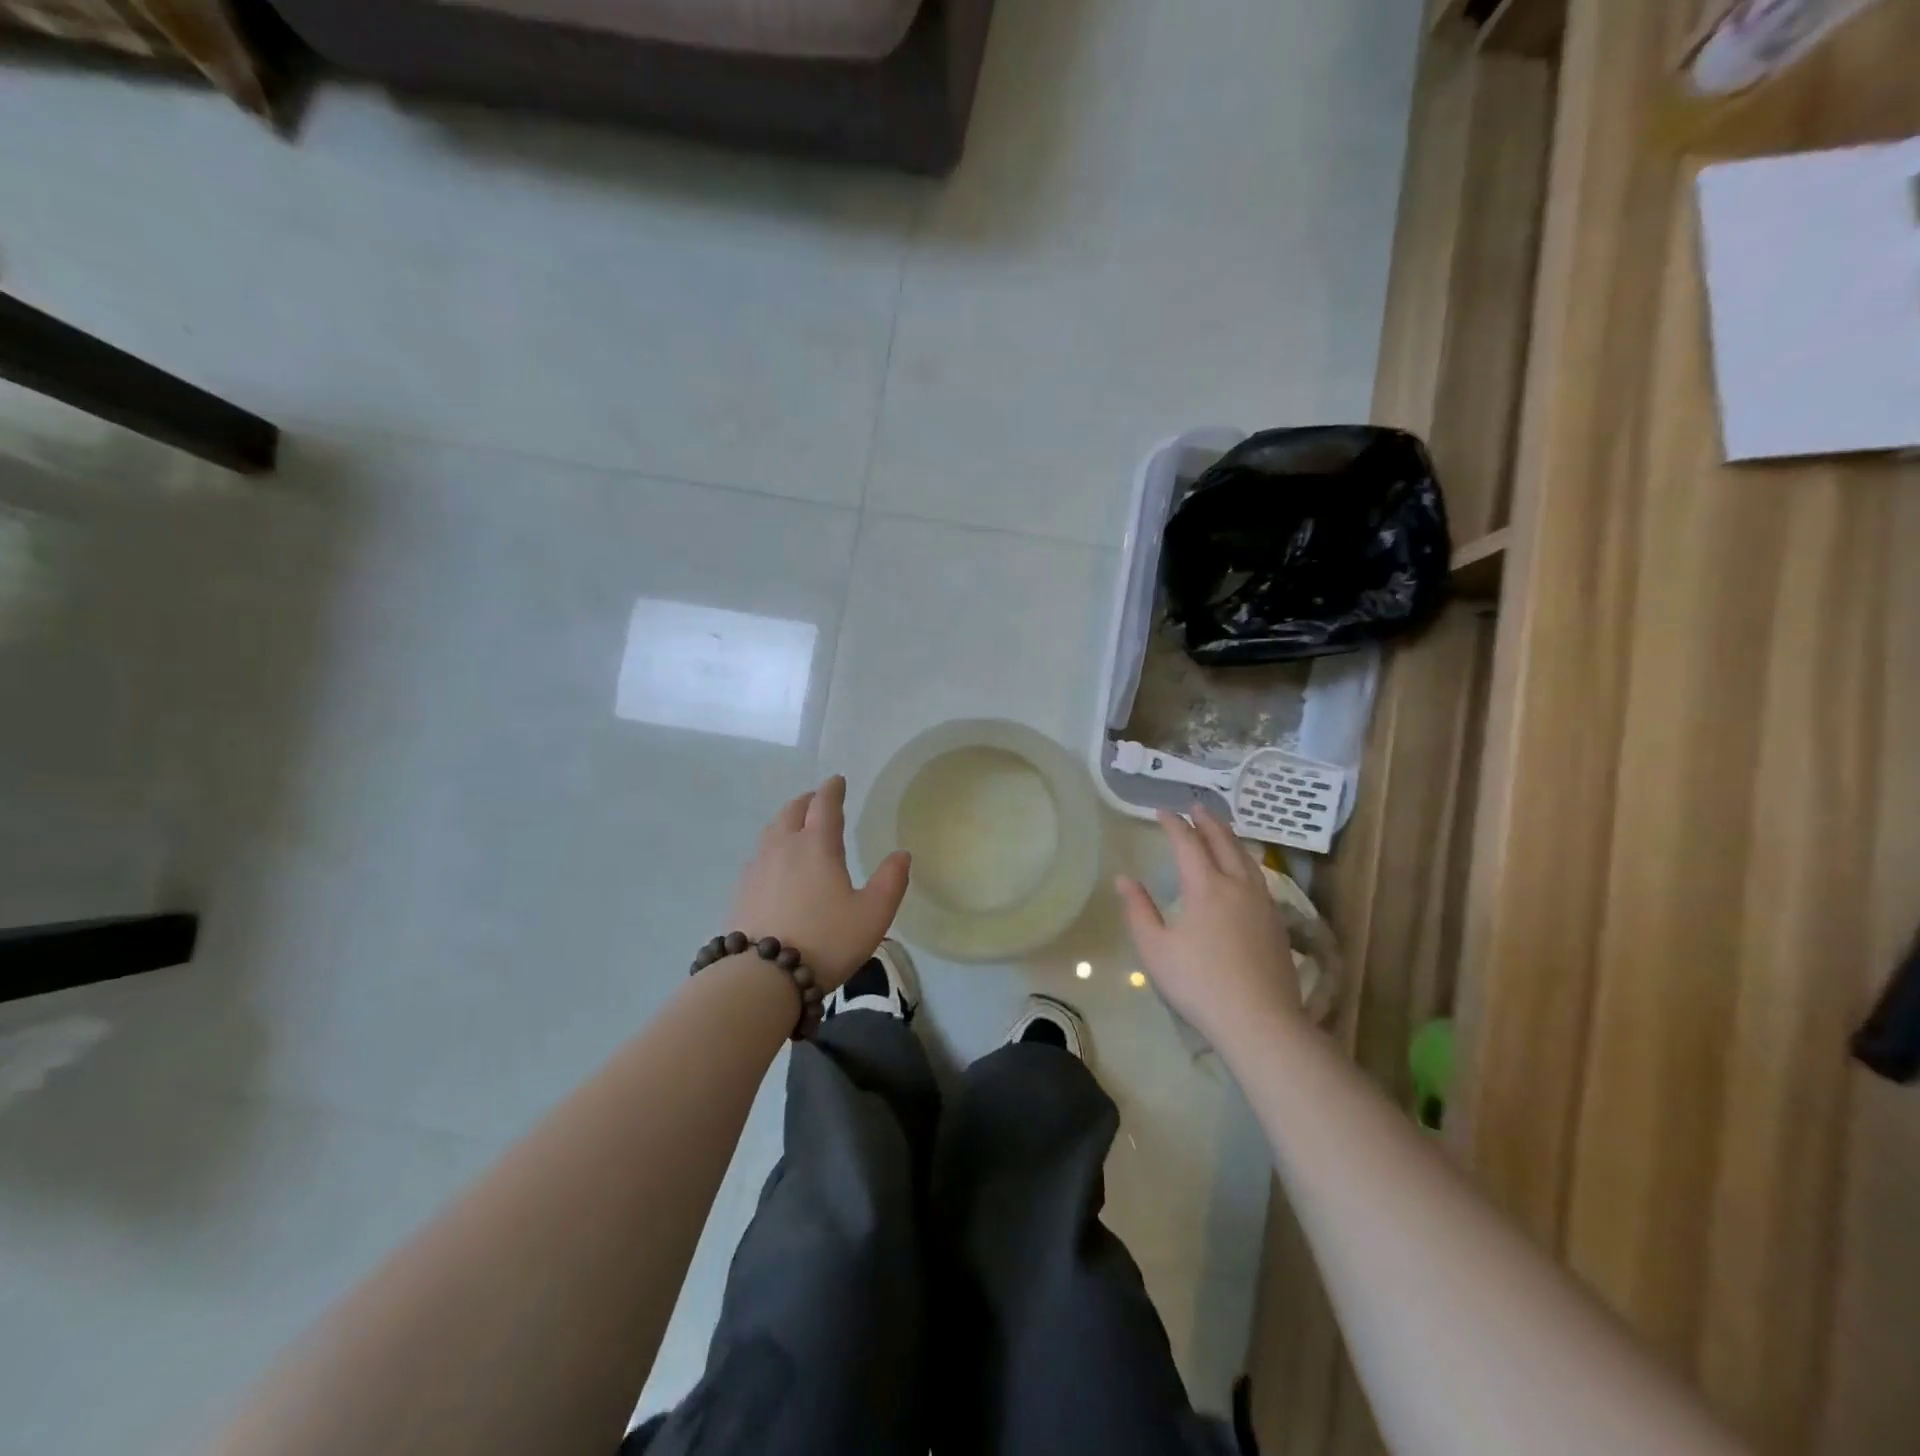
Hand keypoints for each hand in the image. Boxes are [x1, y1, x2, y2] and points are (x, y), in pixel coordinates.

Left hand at [730, 776, 910, 991]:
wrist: (761, 977)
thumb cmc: (826, 940)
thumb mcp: (873, 914)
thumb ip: (891, 881)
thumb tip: (902, 854)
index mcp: (816, 845)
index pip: (824, 804)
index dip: (833, 789)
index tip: (838, 781)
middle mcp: (783, 847)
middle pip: (792, 811)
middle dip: (808, 801)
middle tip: (819, 801)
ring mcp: (757, 868)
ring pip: (771, 831)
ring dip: (787, 821)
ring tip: (797, 828)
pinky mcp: (741, 891)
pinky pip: (759, 856)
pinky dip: (772, 848)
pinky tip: (776, 866)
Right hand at [1116, 807, 1303, 1052]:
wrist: (1260, 1020)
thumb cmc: (1199, 983)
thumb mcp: (1155, 949)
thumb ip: (1139, 910)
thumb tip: (1124, 879)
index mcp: (1205, 887)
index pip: (1188, 844)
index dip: (1173, 825)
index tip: (1161, 812)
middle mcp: (1237, 885)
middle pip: (1223, 842)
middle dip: (1208, 822)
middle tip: (1196, 806)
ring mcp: (1262, 903)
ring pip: (1246, 858)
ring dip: (1230, 838)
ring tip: (1221, 830)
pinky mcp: (1276, 922)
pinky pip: (1259, 877)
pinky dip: (1245, 861)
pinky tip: (1244, 872)